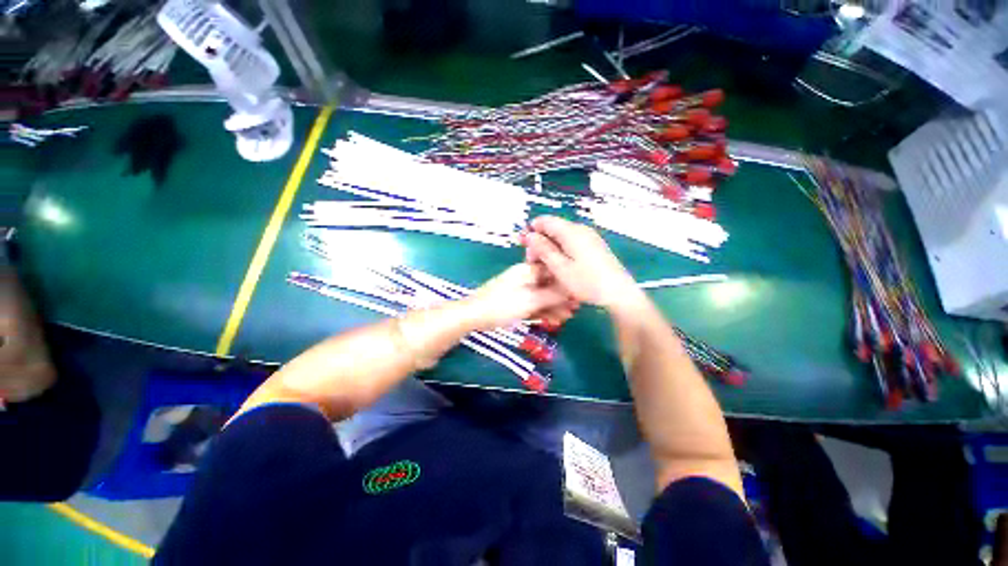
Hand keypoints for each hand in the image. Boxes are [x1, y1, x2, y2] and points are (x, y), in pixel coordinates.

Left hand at [464, 263, 576, 329]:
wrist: (474, 316)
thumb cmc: (503, 305)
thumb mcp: (531, 300)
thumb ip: (552, 294)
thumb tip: (572, 290)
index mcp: (529, 270)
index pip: (554, 271)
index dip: (567, 283)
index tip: (579, 295)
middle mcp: (526, 277)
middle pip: (549, 285)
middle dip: (562, 297)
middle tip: (575, 309)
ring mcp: (520, 289)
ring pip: (542, 296)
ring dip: (555, 306)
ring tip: (568, 317)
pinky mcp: (516, 301)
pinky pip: (533, 303)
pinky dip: (543, 311)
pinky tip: (554, 319)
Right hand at [524, 216, 645, 313]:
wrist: (619, 293)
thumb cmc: (587, 282)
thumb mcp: (560, 268)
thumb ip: (543, 249)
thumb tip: (530, 235)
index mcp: (571, 231)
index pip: (545, 221)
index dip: (531, 231)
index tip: (524, 248)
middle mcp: (581, 229)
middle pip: (553, 229)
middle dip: (540, 243)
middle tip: (533, 263)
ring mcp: (589, 237)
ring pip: (561, 237)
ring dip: (549, 249)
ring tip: (545, 268)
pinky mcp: (594, 246)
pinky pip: (572, 244)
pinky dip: (561, 252)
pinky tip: (560, 267)